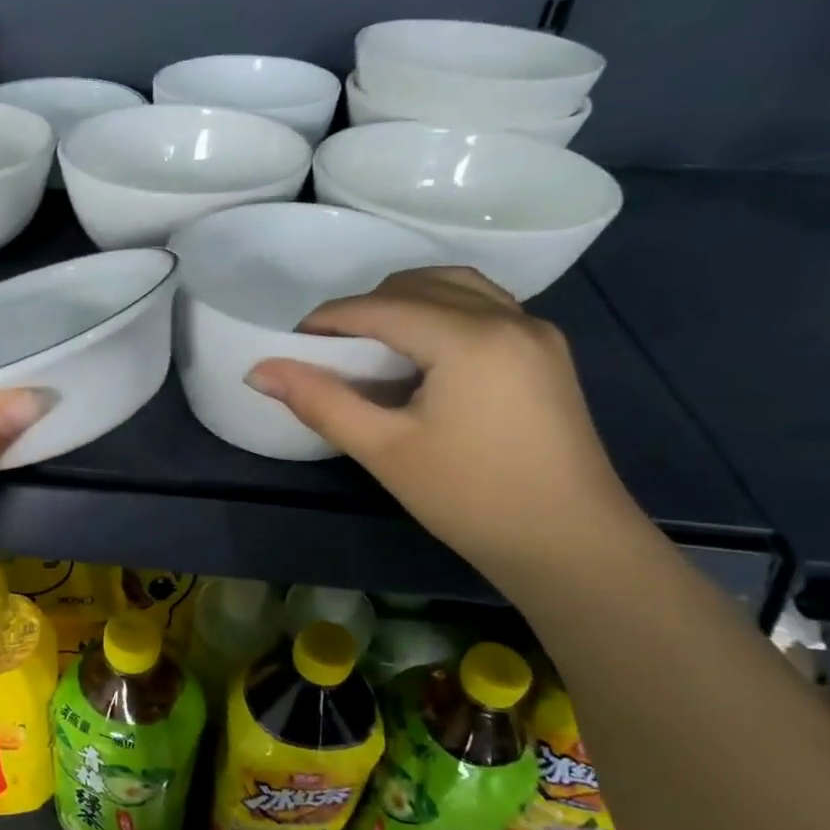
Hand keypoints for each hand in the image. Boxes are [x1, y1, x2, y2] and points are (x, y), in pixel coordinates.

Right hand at [245, 268, 643, 587]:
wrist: (570, 544)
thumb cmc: (470, 498)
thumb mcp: (384, 450)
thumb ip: (320, 401)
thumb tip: (259, 371)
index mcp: (469, 337)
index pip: (380, 307)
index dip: (329, 320)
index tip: (293, 346)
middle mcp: (508, 317)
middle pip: (418, 284)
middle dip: (365, 308)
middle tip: (330, 351)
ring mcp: (535, 331)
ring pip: (456, 287)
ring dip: (405, 302)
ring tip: (373, 345)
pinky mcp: (547, 352)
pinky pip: (484, 306)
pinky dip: (442, 312)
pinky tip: (423, 353)